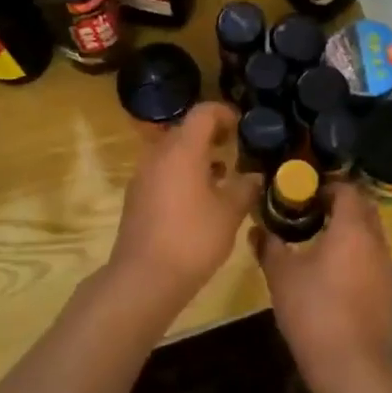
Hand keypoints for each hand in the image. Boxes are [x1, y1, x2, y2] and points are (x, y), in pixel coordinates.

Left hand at [110, 102, 260, 306]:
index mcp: (182, 150)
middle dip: (212, 136)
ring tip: (223, 175)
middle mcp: (158, 155)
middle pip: (186, 131)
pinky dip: (183, 175)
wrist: (143, 279)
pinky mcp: (137, 197)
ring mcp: (143, 176)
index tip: (243, 126)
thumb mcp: (230, 213)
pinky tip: (201, 200)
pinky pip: (163, 173)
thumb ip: (245, 188)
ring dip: (197, 157)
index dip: (225, 113)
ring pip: (173, 154)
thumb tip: (255, 176)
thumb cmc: (192, 238)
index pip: (203, 113)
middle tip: (236, 149)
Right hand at [253, 182, 391, 389]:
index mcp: (353, 228)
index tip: (303, 193)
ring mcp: (387, 267)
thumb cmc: (313, 310)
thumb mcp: (281, 275)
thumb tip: (257, 228)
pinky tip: (335, 273)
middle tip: (310, 213)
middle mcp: (376, 241)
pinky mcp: (390, 291)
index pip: (347, 189)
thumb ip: (269, 246)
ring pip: (371, 235)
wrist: (350, 364)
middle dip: (340, 205)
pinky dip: (357, 255)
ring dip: (350, 231)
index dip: (326, 186)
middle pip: (364, 209)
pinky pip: (373, 259)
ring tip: (320, 242)